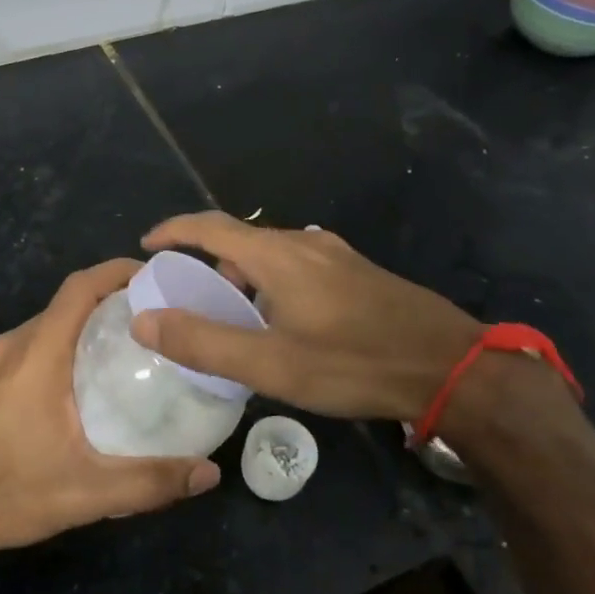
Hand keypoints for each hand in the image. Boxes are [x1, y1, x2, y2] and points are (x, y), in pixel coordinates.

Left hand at [0, 259, 219, 558]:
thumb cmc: (3, 492)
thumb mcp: (85, 493)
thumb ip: (149, 482)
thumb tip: (208, 473)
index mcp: (36, 354)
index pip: (79, 287)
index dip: (114, 271)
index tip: (148, 275)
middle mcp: (3, 349)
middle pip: (58, 312)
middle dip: (99, 313)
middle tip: (137, 336)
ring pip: (30, 339)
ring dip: (65, 343)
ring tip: (97, 371)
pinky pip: (5, 364)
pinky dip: (33, 367)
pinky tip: (42, 407)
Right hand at [130, 212, 480, 421]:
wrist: (449, 366)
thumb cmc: (353, 363)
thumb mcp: (271, 362)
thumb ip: (204, 342)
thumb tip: (144, 319)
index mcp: (278, 255)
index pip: (211, 227)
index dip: (174, 231)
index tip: (147, 245)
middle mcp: (305, 243)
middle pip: (241, 240)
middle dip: (207, 262)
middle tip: (189, 299)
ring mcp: (336, 256)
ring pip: (272, 255)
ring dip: (242, 277)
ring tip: (234, 318)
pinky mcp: (358, 273)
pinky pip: (298, 266)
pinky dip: (272, 283)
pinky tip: (283, 322)